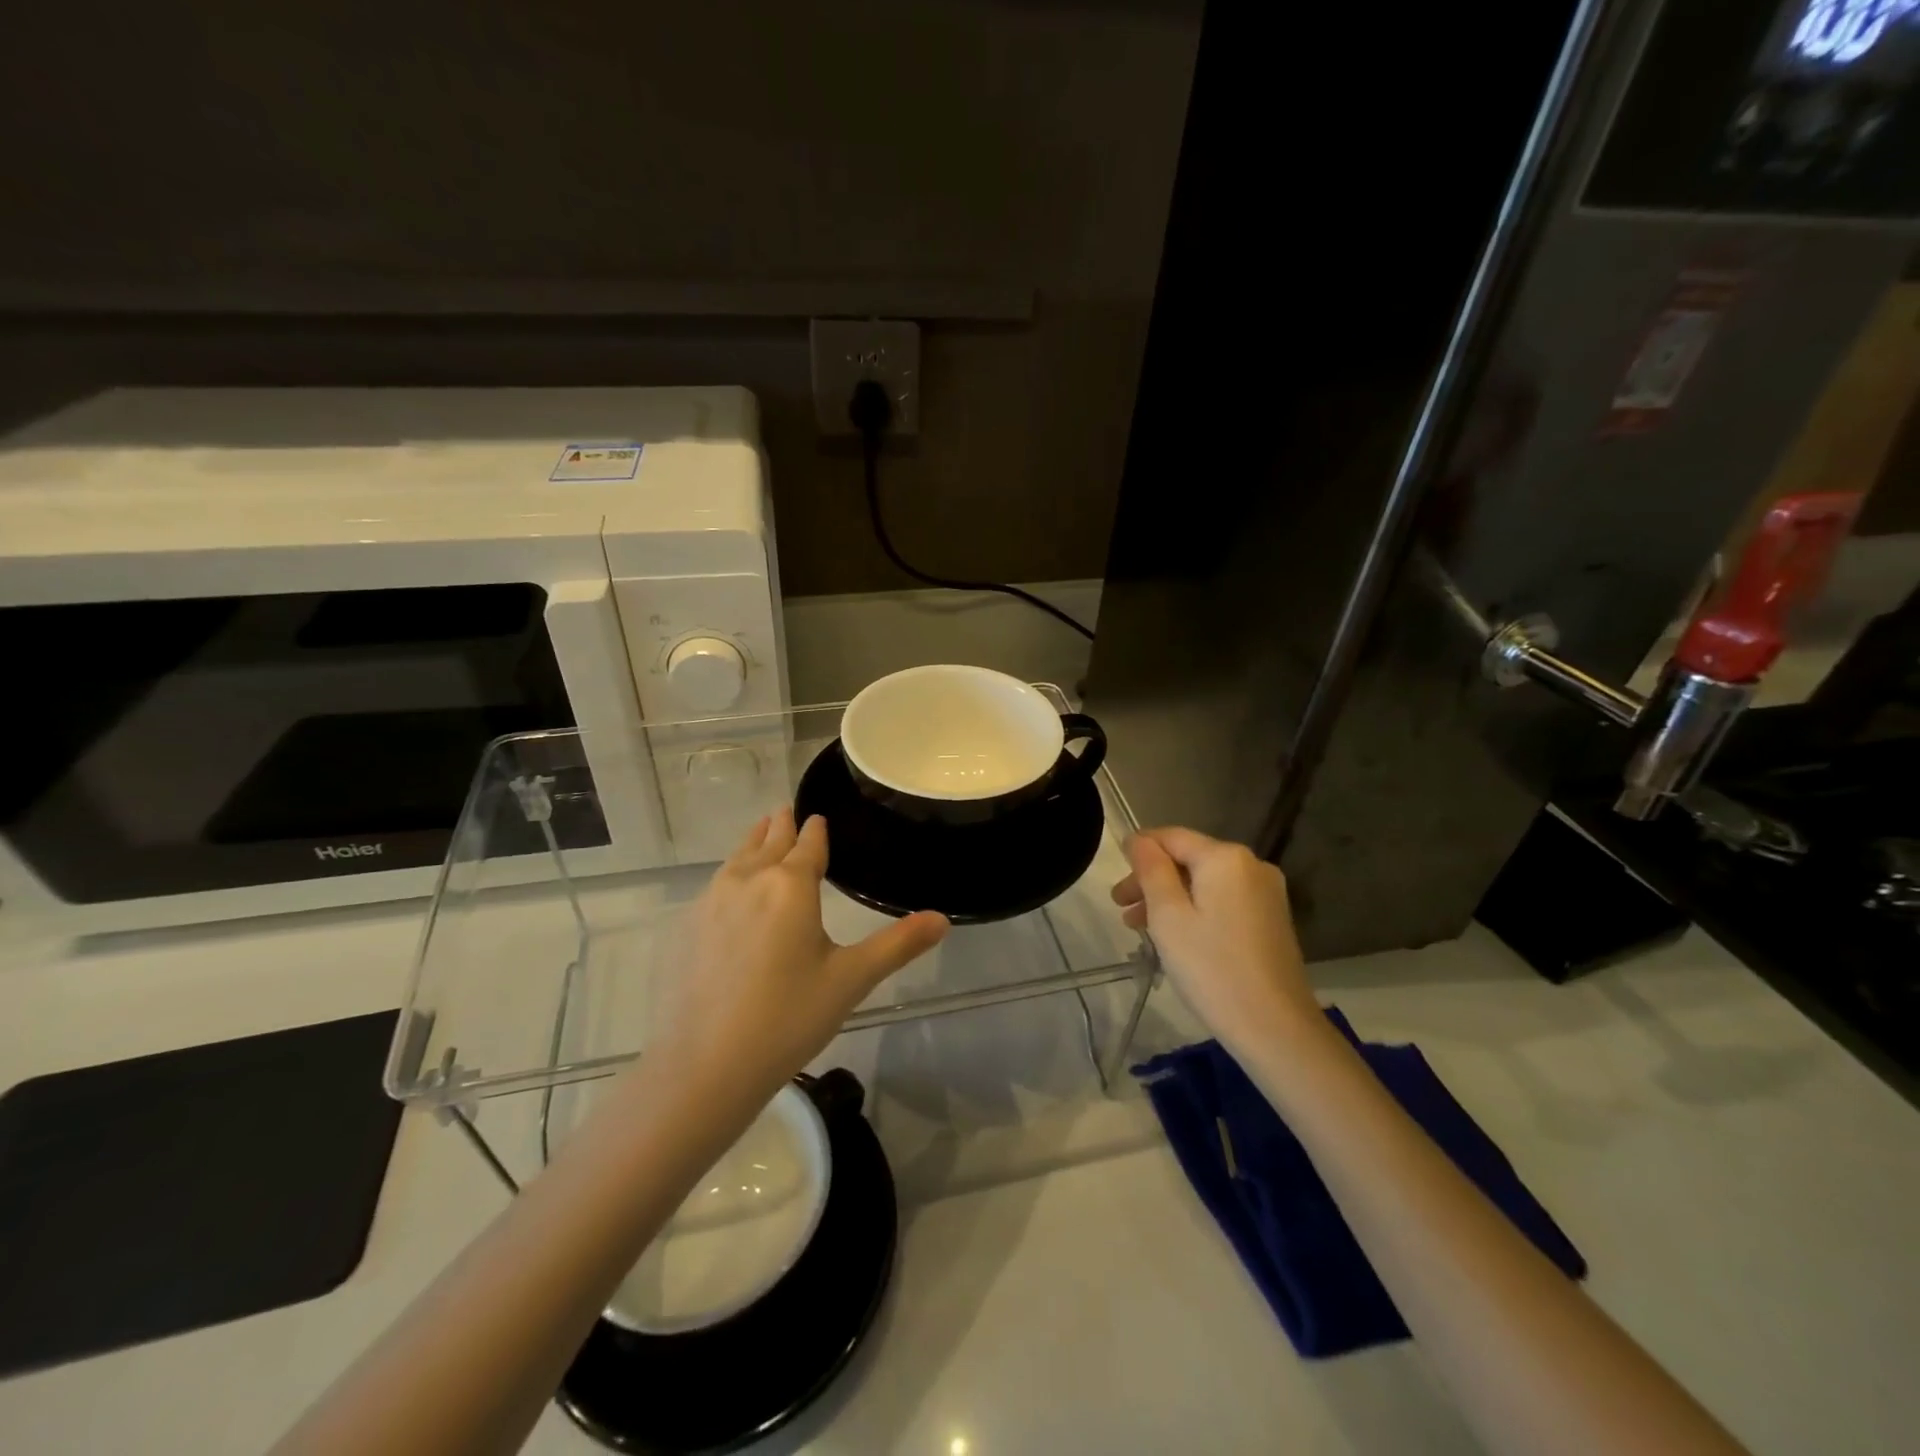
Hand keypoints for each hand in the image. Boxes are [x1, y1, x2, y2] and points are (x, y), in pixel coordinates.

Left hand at [654, 808, 948, 1103]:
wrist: (706, 1065)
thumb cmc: (789, 1017)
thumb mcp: (852, 979)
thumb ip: (898, 944)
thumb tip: (943, 918)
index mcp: (791, 885)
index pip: (808, 843)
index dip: (816, 829)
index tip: (819, 817)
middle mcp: (750, 879)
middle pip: (769, 841)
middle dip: (782, 825)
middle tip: (788, 811)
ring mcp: (712, 901)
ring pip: (738, 857)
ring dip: (755, 842)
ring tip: (763, 831)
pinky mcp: (688, 926)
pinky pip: (716, 883)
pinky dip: (732, 872)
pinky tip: (732, 888)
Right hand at [1111, 827, 1319, 1056]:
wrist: (1275, 1027)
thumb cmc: (1211, 968)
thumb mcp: (1168, 916)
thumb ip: (1150, 870)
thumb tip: (1138, 840)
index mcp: (1225, 857)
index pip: (1171, 837)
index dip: (1138, 850)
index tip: (1114, 880)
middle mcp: (1251, 865)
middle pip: (1188, 859)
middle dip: (1151, 879)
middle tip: (1120, 908)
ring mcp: (1266, 892)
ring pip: (1204, 882)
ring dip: (1170, 897)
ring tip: (1139, 927)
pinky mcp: (1271, 918)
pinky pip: (1223, 900)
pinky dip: (1195, 909)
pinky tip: (1175, 935)